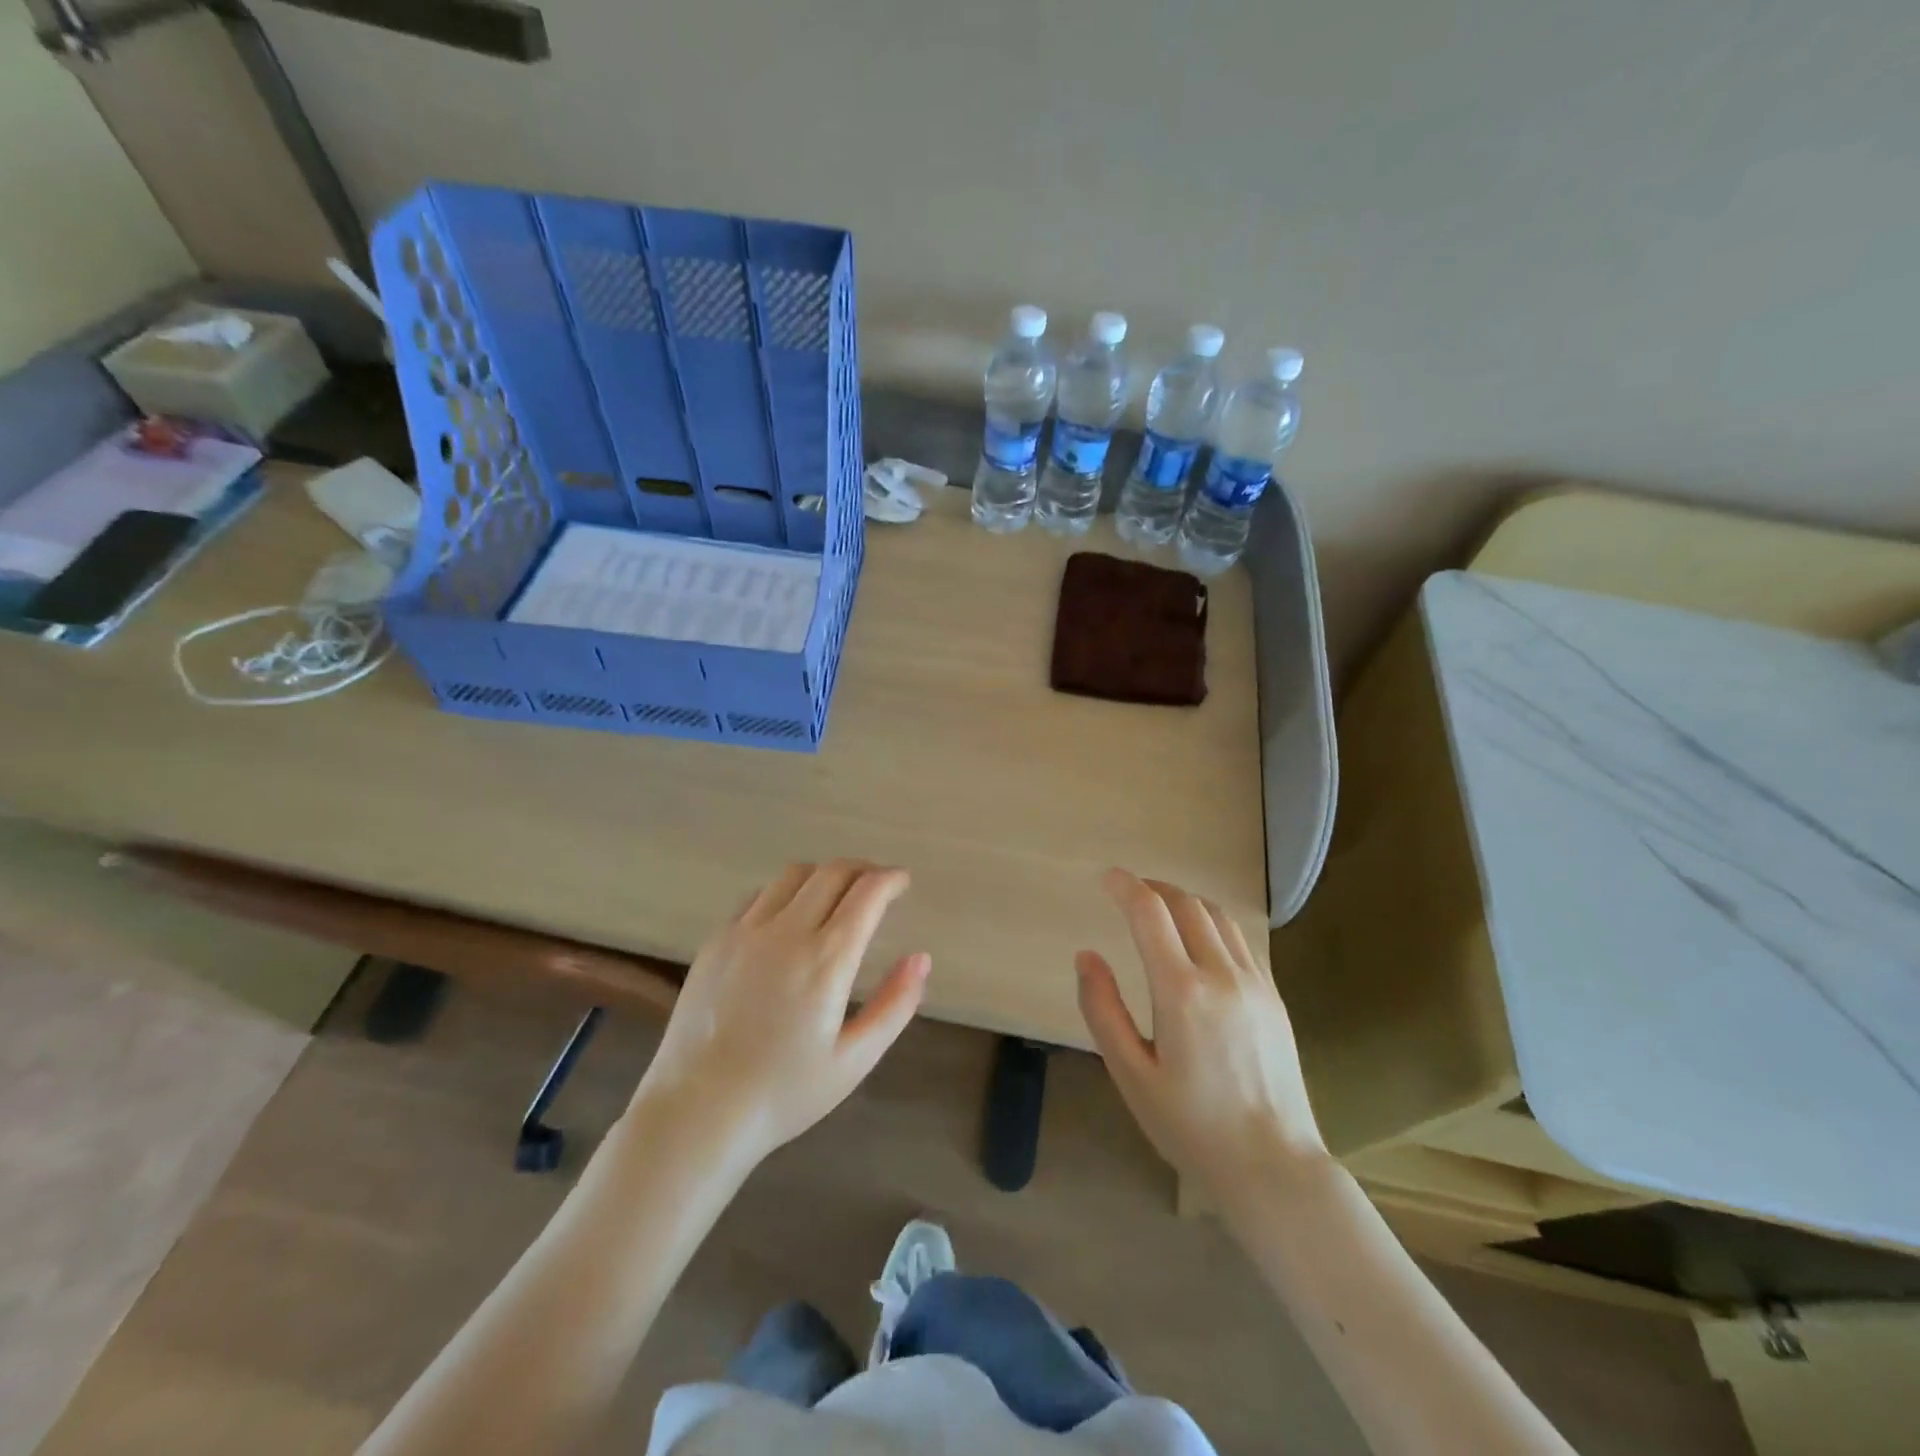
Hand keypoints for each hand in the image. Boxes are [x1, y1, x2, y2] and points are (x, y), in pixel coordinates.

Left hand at [633, 860, 929, 1167]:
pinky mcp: (717, 940)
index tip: (902, 881)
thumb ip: (895, 1005)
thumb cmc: (784, 1093)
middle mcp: (787, 931)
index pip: (867, 893)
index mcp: (827, 959)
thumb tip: (921, 958)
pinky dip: (785, 893)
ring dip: (823, 875)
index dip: (890, 879)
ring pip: (794, 875)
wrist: (696, 1112)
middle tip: (876, 886)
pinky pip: (758, 896)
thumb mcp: (854, 1060)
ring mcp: (746, 931)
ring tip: (835, 896)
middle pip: (832, 872)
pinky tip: (788, 917)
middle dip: (862, 870)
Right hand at [1076, 869, 1326, 1193]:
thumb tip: (1086, 956)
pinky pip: (1240, 940)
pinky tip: (1200, 941)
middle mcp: (1221, 974)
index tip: (1107, 878)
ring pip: (1218, 917)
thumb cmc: (1191, 1126)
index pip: (1150, 913)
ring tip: (1162, 909)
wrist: (1274, 1167)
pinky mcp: (1275, 997)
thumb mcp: (1131, 1074)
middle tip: (1130, 893)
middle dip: (1154, 889)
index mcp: (1181, 991)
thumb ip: (1103, 1010)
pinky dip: (1212, 923)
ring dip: (1185, 901)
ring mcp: (1255, 983)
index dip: (1125, 887)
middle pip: (1186, 904)